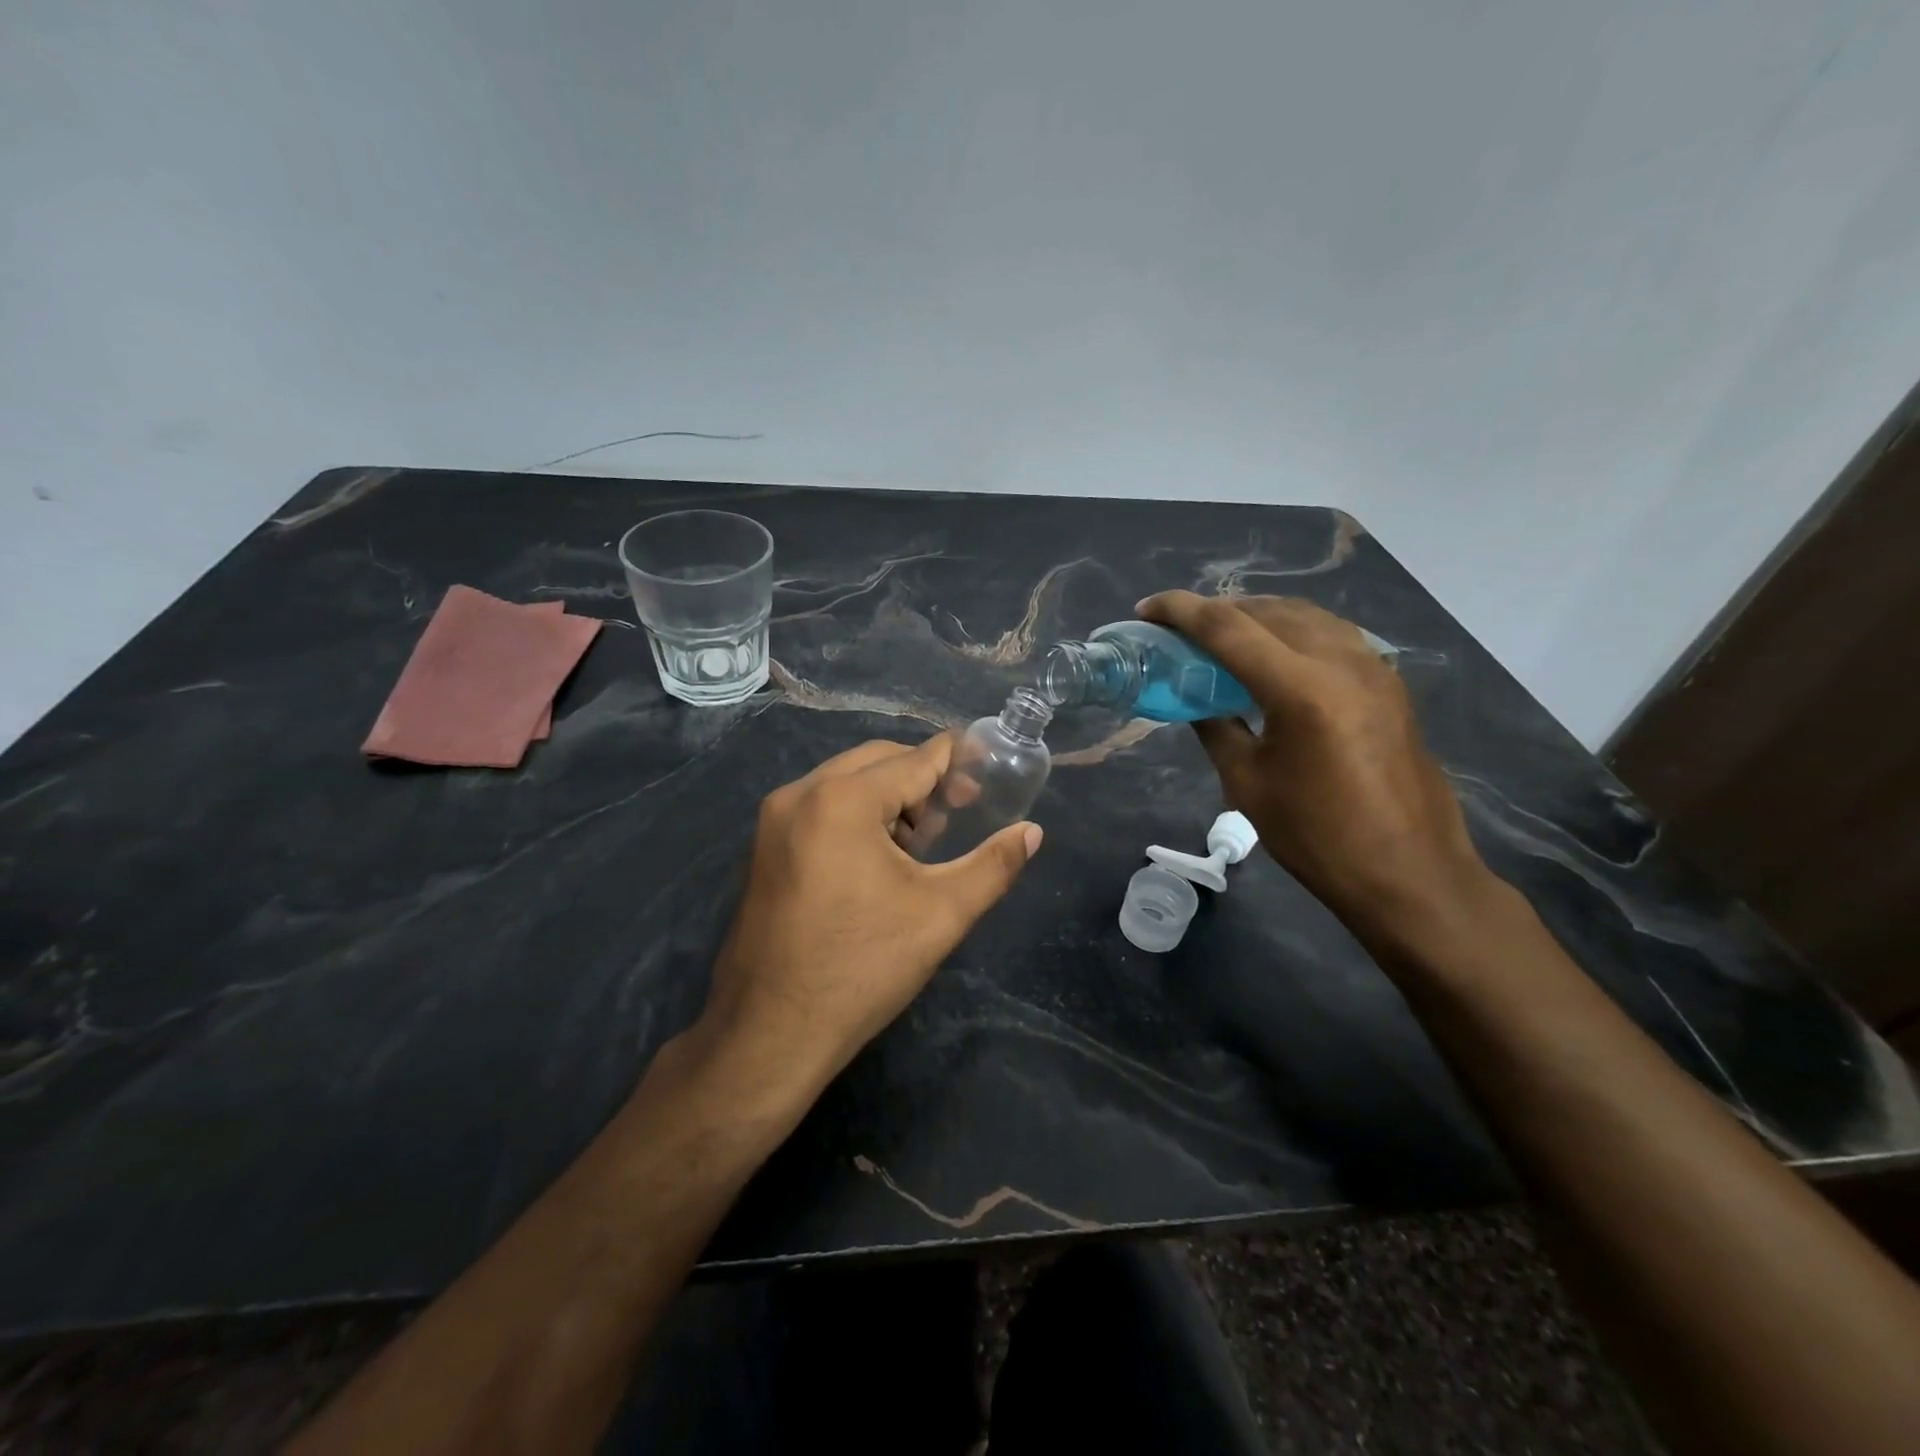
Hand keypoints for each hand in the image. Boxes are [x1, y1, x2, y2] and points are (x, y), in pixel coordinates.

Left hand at [699, 736, 1041, 1092]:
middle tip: (957, 812)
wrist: (772, 1031)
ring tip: (921, 840)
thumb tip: (1032, 832)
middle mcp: (800, 793)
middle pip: (877, 761)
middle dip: (921, 778)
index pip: (914, 760)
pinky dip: (856, 813)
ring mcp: (774, 819)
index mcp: (842, 800)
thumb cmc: (863, 967)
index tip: (987, 766)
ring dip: (888, 796)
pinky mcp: (764, 845)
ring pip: (846, 781)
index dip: (955, 760)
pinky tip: (878, 856)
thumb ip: (993, 865)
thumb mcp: (941, 914)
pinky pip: (820, 805)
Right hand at [1137, 591, 1493, 944]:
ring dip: (1257, 615)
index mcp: (1301, 689)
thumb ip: (1216, 729)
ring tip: (1222, 635)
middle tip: (1179, 628)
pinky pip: (1331, 634)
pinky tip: (1274, 656)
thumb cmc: (1318, 838)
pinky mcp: (1389, 683)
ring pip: (1304, 615)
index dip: (1180, 611)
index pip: (1228, 628)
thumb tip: (1196, 701)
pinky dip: (1292, 631)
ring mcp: (1373, 668)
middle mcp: (1341, 662)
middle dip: (1217, 610)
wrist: (1411, 873)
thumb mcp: (1248, 784)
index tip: (1146, 609)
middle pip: (1267, 610)